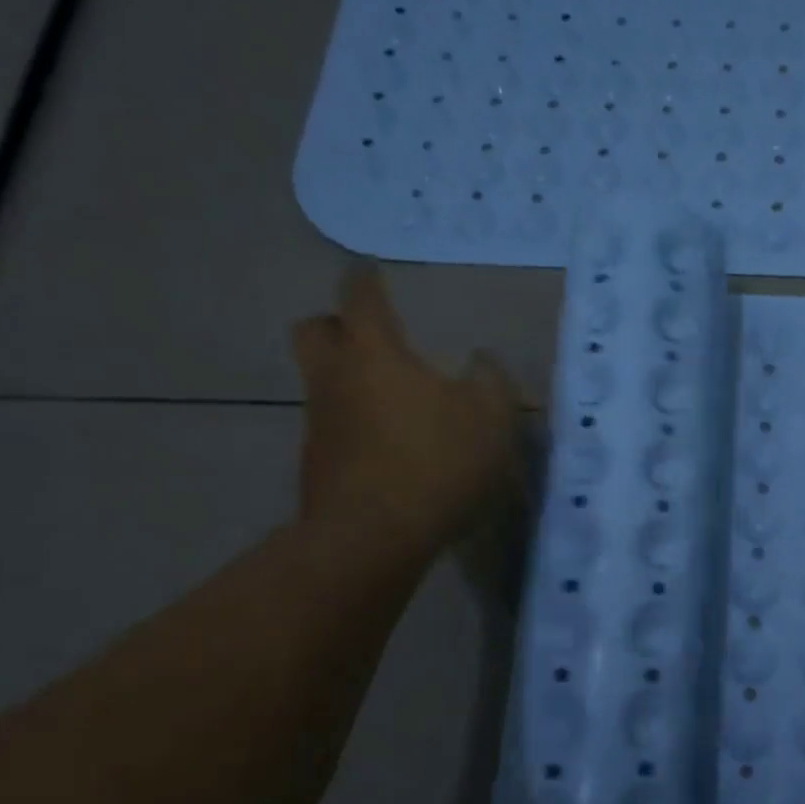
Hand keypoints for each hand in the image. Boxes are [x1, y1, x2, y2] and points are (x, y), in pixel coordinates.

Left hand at [290, 265, 522, 552]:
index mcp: (375, 355)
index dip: (365, 279)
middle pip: (314, 331)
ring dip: (348, 376)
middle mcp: (336, 379)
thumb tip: (481, 360)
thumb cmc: (437, 460)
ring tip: (393, 395)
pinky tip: (392, 444)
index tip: (368, 268)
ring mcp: (320, 422)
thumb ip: (490, 380)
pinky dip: (356, 421)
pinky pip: (334, 424)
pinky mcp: (319, 463)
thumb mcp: (490, 416)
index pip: (360, 299)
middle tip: (367, 332)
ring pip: (322, 380)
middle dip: (336, 322)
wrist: (374, 536)